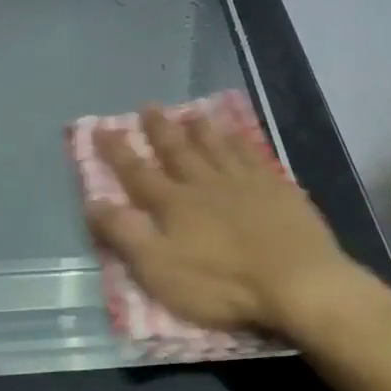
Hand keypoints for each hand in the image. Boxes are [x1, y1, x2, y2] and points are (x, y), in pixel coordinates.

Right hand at [84, 106, 360, 335]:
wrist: (296, 281)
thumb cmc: (222, 284)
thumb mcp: (159, 269)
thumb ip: (125, 234)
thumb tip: (93, 201)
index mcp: (174, 204)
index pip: (137, 173)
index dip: (116, 151)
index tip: (101, 128)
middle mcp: (205, 183)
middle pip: (178, 150)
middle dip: (160, 129)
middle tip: (148, 107)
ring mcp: (244, 182)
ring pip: (216, 146)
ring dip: (200, 129)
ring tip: (190, 113)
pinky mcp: (277, 188)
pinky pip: (252, 154)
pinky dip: (240, 140)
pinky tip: (238, 134)